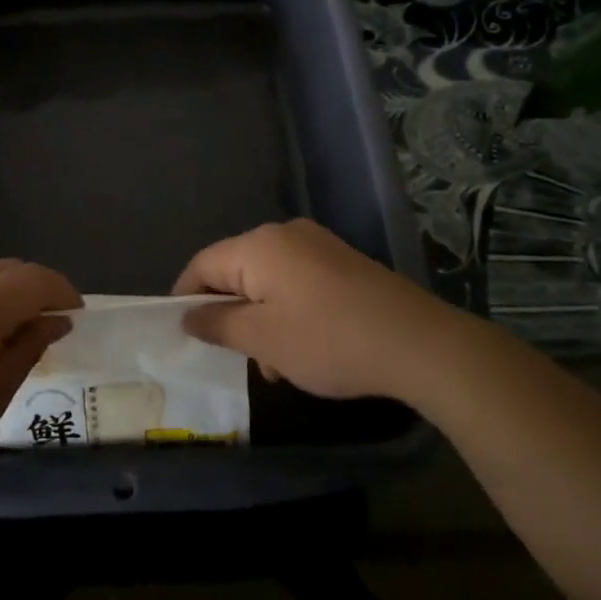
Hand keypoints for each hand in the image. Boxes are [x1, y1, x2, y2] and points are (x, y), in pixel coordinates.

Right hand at [173, 219, 455, 401]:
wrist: (417, 342)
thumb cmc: (328, 340)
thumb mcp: (263, 339)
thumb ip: (218, 324)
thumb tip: (187, 314)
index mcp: (258, 245)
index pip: (202, 264)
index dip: (185, 298)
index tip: (183, 335)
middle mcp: (284, 234)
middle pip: (235, 270)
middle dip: (229, 314)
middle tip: (236, 358)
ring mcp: (317, 245)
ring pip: (266, 280)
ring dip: (260, 319)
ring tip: (275, 365)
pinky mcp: (340, 262)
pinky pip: (295, 281)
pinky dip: (286, 311)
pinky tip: (303, 348)